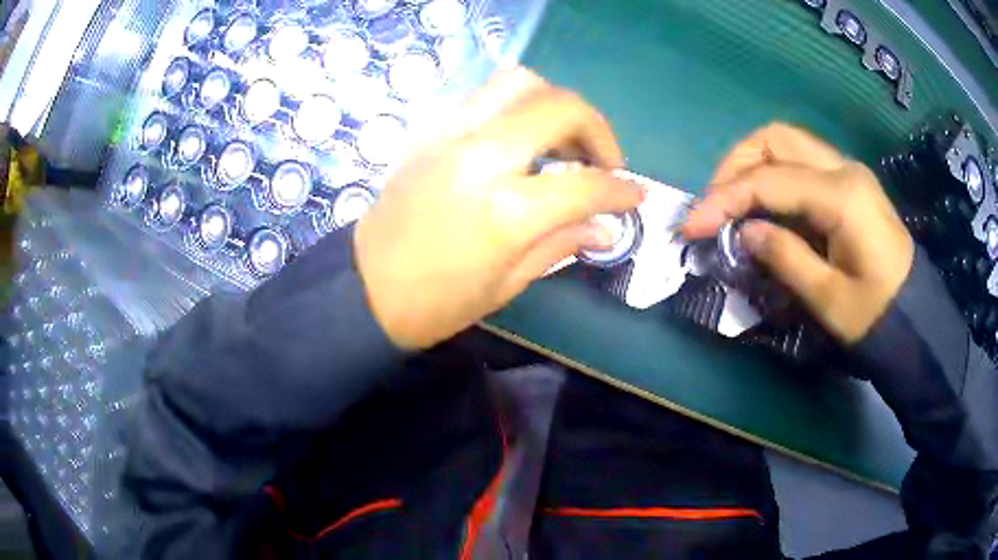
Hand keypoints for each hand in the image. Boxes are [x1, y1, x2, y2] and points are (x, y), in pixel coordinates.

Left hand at [354, 69, 643, 349]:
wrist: (365, 288)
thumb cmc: (438, 302)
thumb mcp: (508, 284)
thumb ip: (562, 243)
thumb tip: (607, 227)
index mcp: (506, 210)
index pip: (585, 184)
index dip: (621, 189)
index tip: (635, 195)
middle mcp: (480, 157)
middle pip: (558, 106)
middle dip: (596, 128)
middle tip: (603, 160)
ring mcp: (450, 135)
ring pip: (518, 82)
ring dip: (553, 104)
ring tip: (561, 141)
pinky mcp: (429, 131)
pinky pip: (482, 96)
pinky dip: (513, 107)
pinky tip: (519, 139)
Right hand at [683, 123, 913, 342]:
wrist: (914, 316)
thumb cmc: (876, 316)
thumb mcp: (828, 299)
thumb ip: (785, 258)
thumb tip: (745, 232)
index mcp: (842, 197)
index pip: (770, 180)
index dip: (724, 199)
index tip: (690, 226)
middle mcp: (843, 169)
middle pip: (775, 138)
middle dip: (735, 165)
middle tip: (714, 204)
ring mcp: (847, 171)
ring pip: (786, 142)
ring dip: (752, 164)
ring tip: (732, 202)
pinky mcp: (848, 183)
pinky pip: (801, 162)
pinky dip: (772, 174)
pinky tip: (762, 204)